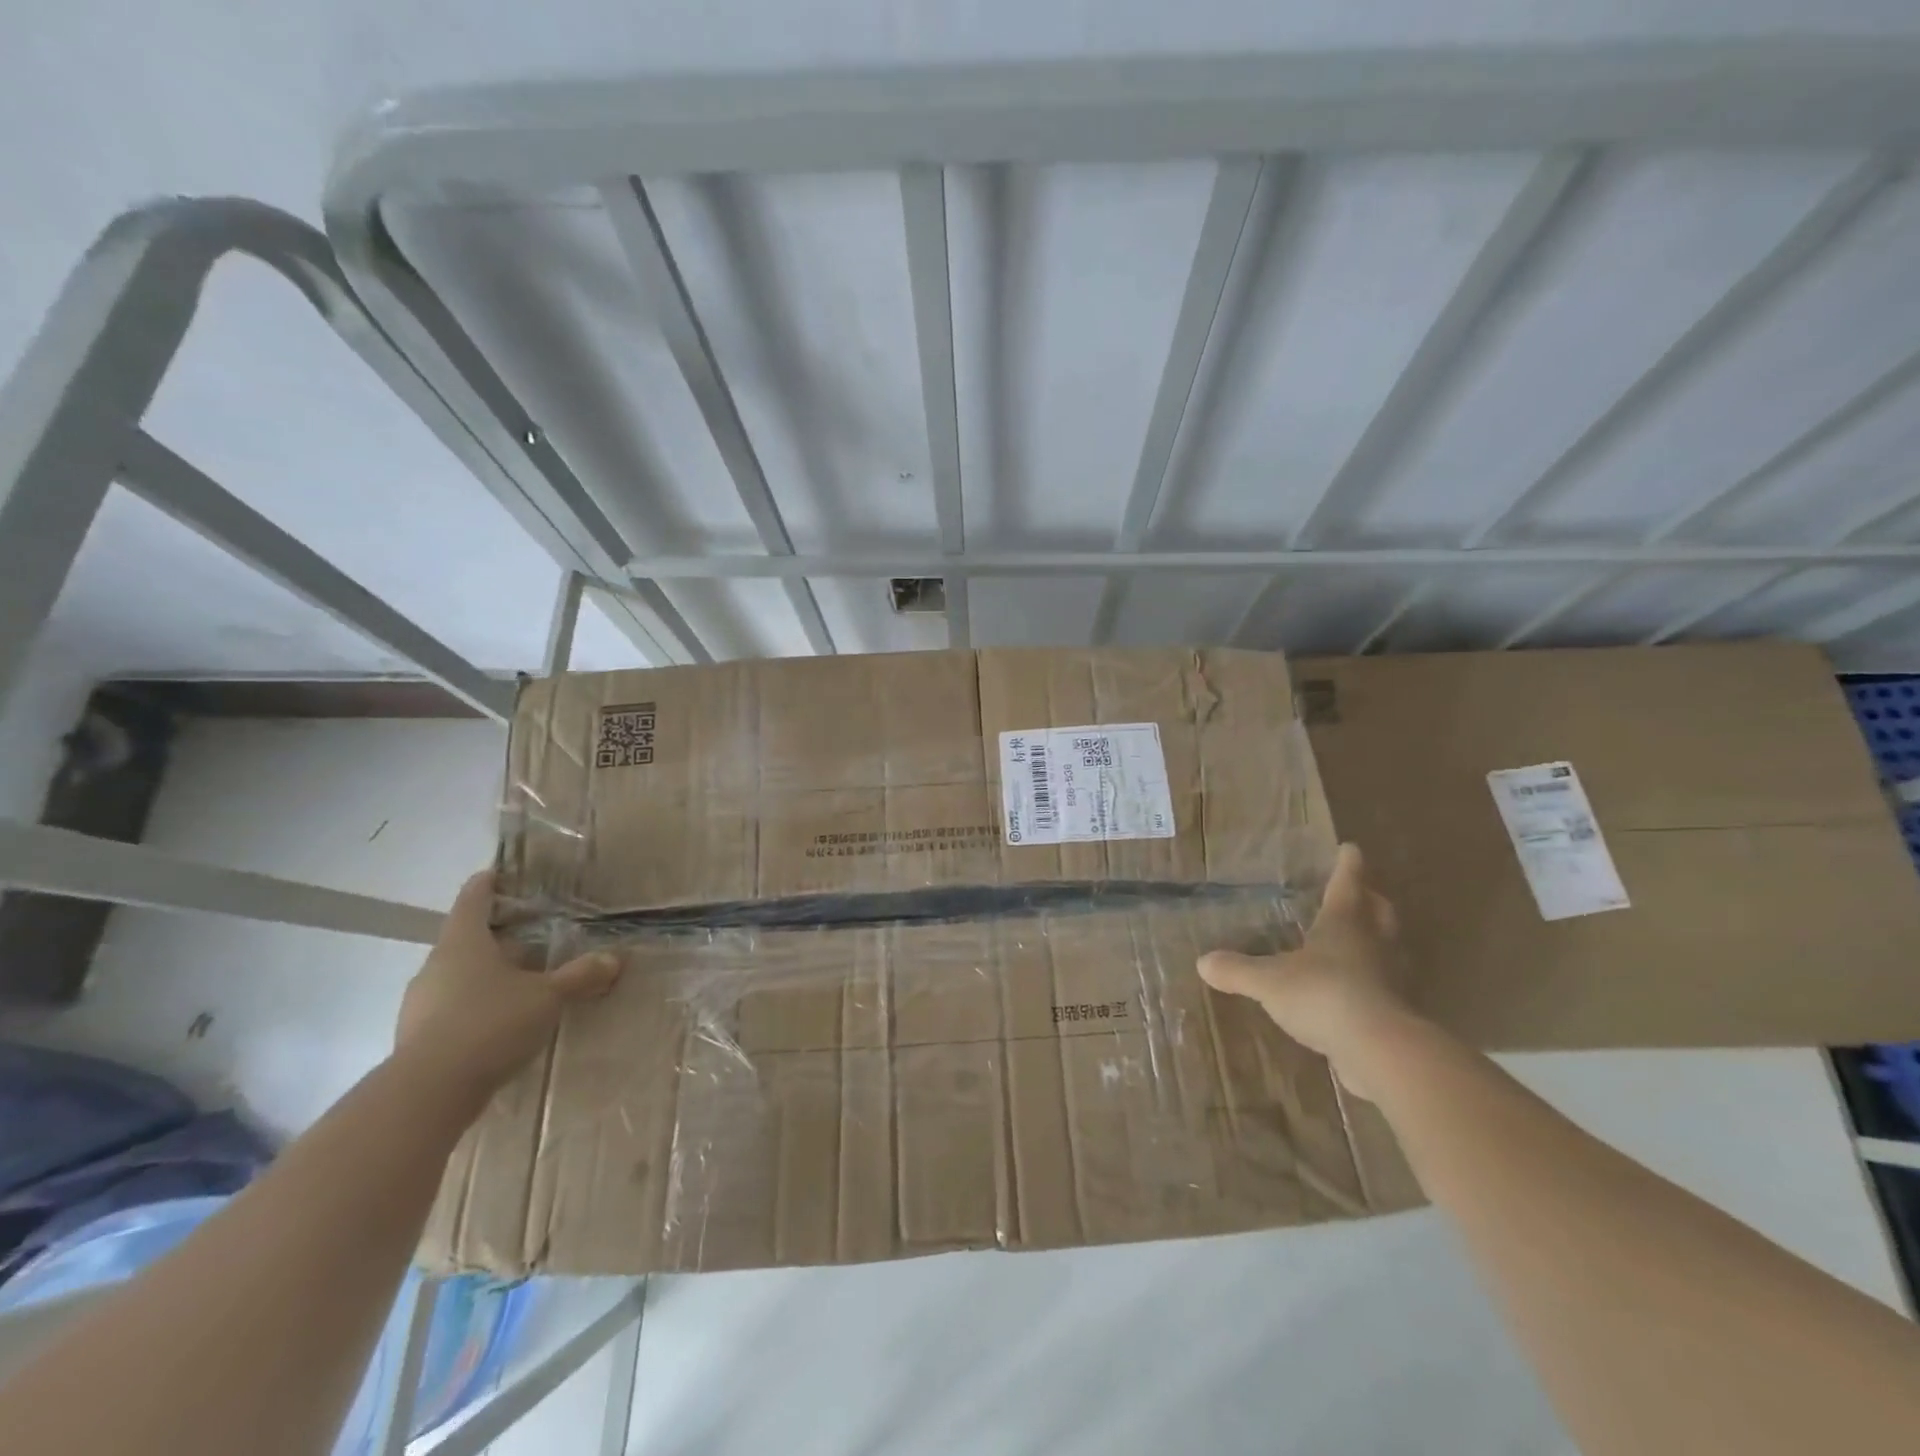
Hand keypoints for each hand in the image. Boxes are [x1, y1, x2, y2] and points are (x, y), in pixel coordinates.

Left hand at [395, 870, 620, 1095]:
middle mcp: (436, 966)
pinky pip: (453, 1008)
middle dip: (498, 937)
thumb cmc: (490, 1024)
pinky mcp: (419, 1037)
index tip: (500, 874)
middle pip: (466, 939)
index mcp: (463, 943)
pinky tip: (502, 1022)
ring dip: (488, 975)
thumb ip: (580, 976)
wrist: (428, 1094)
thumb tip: (615, 958)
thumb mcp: (547, 997)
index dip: (488, 884)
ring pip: (459, 976)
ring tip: (523, 981)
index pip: (474, 899)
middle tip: (532, 935)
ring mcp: (422, 1003)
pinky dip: (477, 1006)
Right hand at [1198, 843, 1415, 1099]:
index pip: (1346, 884)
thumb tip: (1203, 962)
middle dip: (1370, 900)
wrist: (1378, 1050)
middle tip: (1363, 892)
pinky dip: (1371, 981)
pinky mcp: (1393, 1013)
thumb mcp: (1268, 980)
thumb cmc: (1322, 995)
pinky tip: (1353, 991)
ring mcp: (1388, 979)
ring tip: (1359, 940)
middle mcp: (1372, 944)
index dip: (1347, 865)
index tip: (1351, 848)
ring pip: (1387, 949)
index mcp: (1343, 923)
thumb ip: (1237, 970)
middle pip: (1378, 913)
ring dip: (1377, 940)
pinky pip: (1383, 987)